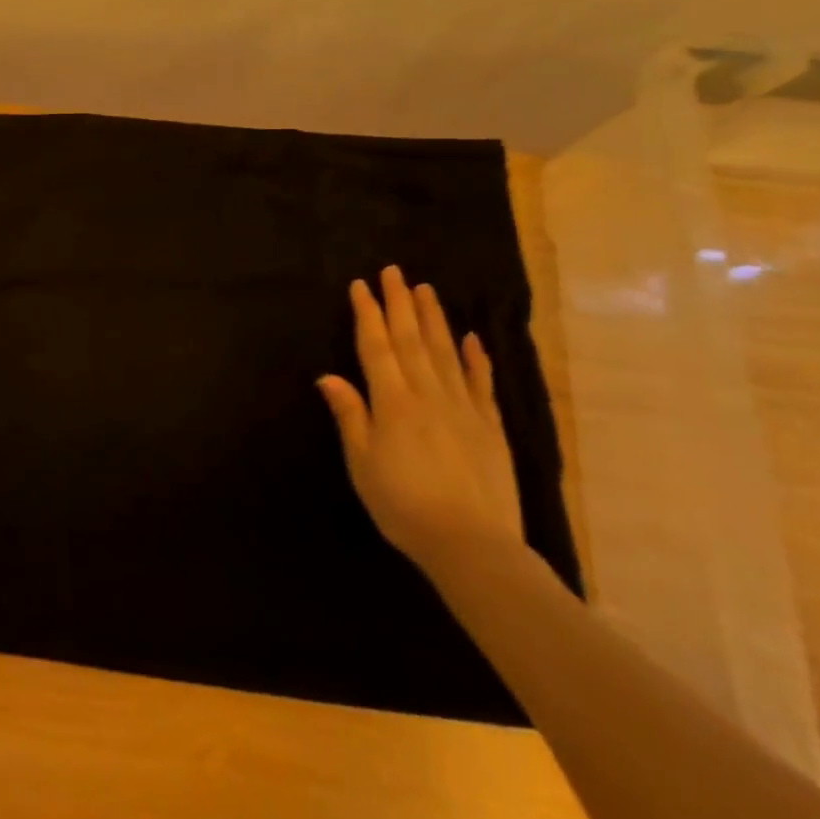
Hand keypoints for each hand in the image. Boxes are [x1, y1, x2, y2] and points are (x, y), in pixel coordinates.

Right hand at [316, 266, 524, 579]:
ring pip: (446, 353)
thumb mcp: (362, 463)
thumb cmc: (403, 505)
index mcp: (393, 402)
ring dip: (434, 319)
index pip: (376, 347)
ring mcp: (464, 409)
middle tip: (395, 272)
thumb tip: (328, 376)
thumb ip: (350, 415)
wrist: (473, 546)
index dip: (367, 314)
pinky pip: (482, 384)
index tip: (360, 285)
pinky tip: (472, 338)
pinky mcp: (491, 427)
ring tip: (426, 290)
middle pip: (411, 340)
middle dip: (400, 303)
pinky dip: (477, 358)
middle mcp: (428, 395)